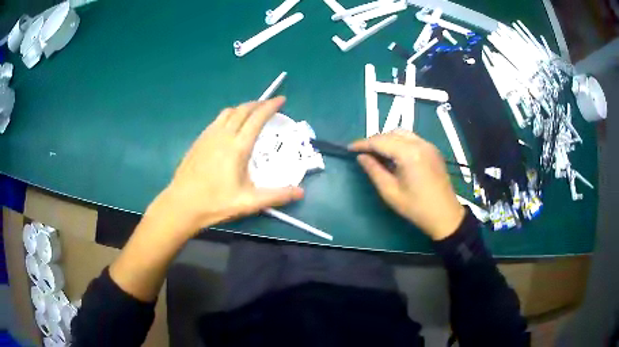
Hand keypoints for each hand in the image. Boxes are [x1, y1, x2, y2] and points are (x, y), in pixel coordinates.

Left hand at [148, 97, 303, 237]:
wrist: (182, 204)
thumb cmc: (216, 203)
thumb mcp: (249, 202)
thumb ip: (276, 196)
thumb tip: (301, 193)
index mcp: (237, 147)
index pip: (257, 118)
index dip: (271, 106)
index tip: (281, 99)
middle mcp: (223, 135)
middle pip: (243, 110)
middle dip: (258, 103)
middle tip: (269, 104)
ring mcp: (208, 136)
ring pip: (228, 112)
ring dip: (242, 108)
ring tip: (251, 112)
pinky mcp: (199, 140)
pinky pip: (217, 120)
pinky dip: (229, 115)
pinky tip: (229, 126)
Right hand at [349, 130, 464, 239]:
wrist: (444, 215)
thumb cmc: (416, 207)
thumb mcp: (390, 192)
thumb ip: (374, 171)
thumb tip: (361, 157)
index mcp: (409, 154)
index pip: (380, 141)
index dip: (363, 143)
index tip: (350, 148)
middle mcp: (419, 144)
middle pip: (391, 133)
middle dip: (375, 140)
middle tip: (363, 153)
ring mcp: (428, 145)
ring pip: (402, 133)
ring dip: (387, 139)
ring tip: (377, 153)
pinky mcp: (433, 150)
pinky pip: (412, 138)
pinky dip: (399, 142)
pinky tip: (395, 155)